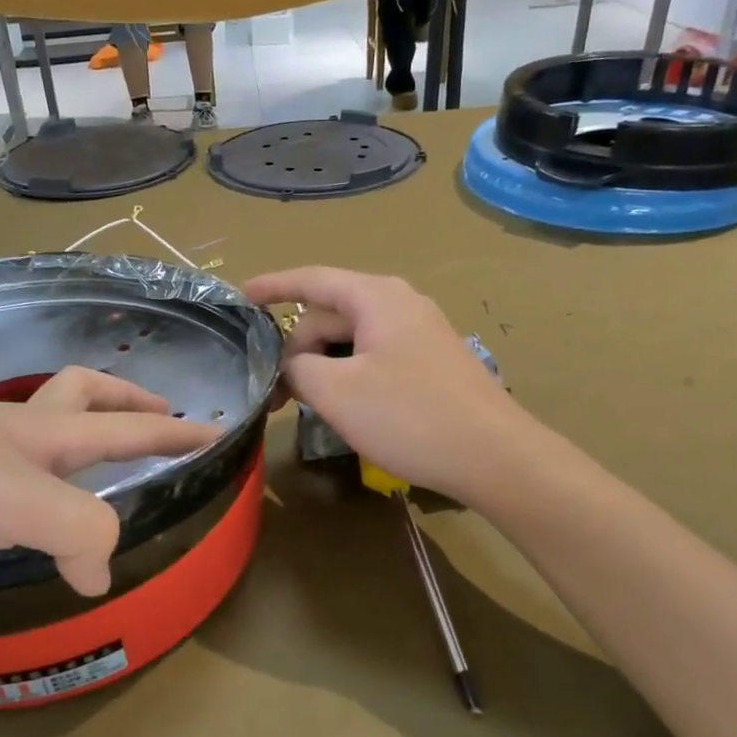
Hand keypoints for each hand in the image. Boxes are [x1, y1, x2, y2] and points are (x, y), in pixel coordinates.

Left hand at [0, 368, 218, 595]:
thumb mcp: (23, 504)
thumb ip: (80, 534)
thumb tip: (102, 575)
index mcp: (46, 431)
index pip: (129, 424)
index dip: (175, 429)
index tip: (217, 432)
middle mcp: (14, 430)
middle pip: (85, 396)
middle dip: (127, 399)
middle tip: (156, 412)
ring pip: (39, 426)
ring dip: (76, 432)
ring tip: (91, 464)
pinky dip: (27, 475)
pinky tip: (17, 504)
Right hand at [243, 267, 523, 503]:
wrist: (495, 457)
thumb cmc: (410, 416)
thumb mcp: (337, 392)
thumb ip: (297, 369)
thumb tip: (289, 366)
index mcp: (376, 298)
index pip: (312, 279)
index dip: (273, 286)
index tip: (240, 297)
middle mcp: (400, 305)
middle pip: (330, 314)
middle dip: (296, 346)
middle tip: (273, 391)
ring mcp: (420, 334)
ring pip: (352, 340)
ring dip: (322, 365)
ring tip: (303, 403)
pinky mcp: (431, 363)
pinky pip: (374, 357)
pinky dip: (348, 374)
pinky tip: (343, 407)